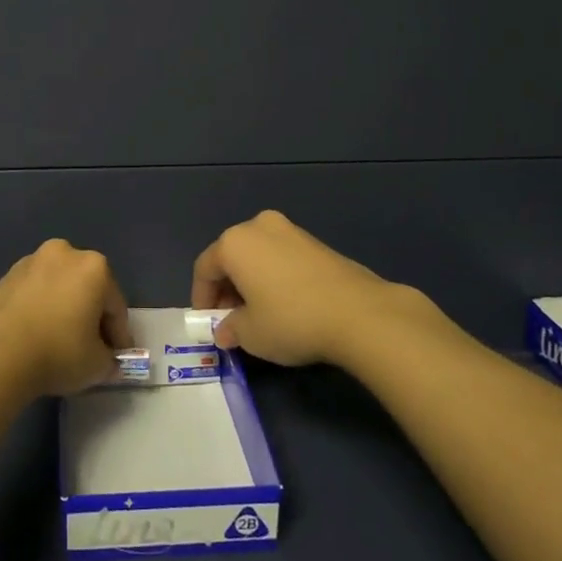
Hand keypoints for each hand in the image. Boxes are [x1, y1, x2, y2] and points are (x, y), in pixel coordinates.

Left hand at [0, 239, 132, 397]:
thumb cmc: (58, 352)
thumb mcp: (97, 366)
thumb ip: (110, 360)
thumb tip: (107, 361)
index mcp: (95, 267)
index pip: (115, 306)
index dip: (118, 336)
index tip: (115, 358)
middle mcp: (64, 254)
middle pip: (86, 289)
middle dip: (90, 316)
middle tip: (89, 348)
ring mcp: (30, 262)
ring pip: (57, 288)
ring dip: (62, 309)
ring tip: (57, 342)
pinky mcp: (4, 276)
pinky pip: (32, 294)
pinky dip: (38, 309)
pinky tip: (33, 336)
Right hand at [192, 210, 443, 368]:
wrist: (359, 313)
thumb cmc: (291, 320)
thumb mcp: (251, 334)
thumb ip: (230, 329)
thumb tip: (226, 330)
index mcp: (234, 242)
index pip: (205, 268)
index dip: (201, 297)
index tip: (207, 322)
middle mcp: (259, 226)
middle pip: (231, 256)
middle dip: (227, 288)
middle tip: (231, 319)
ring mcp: (291, 230)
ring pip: (258, 255)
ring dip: (251, 281)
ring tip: (260, 313)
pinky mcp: (316, 242)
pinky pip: (282, 257)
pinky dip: (275, 276)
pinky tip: (286, 304)